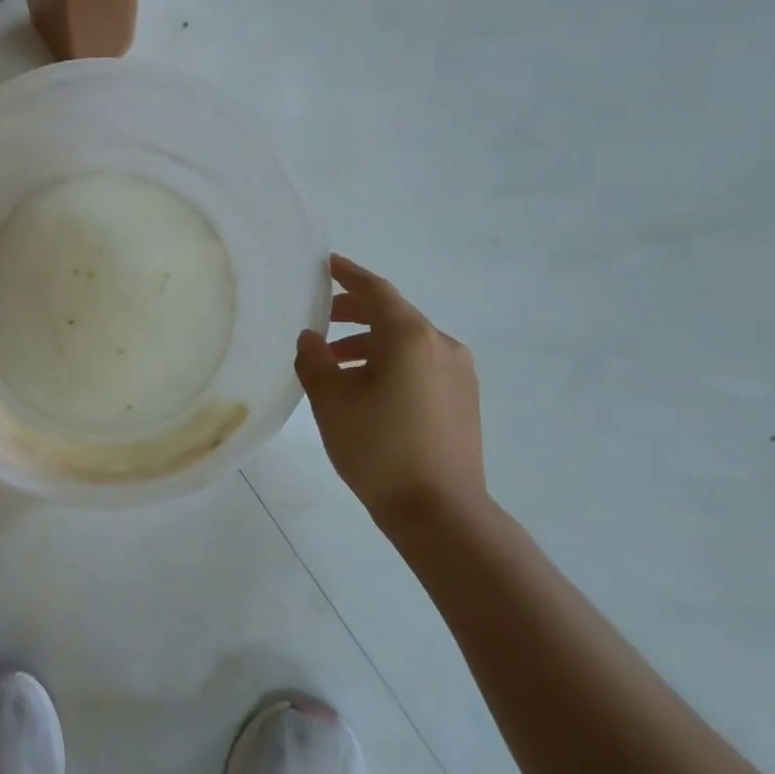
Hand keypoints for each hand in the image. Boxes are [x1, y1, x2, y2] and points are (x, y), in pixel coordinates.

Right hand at [294, 255, 487, 519]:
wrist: (440, 510)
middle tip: (321, 320)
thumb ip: (314, 361)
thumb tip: (311, 339)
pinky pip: (421, 363)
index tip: (326, 263)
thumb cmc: (379, 449)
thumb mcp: (331, 401)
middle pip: (393, 314)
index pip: (375, 290)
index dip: (348, 274)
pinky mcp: (463, 398)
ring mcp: (458, 372)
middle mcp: (440, 344)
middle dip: (354, 312)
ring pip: (407, 342)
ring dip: (369, 343)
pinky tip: (366, 390)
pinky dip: (390, 362)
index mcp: (409, 337)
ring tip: (334, 365)